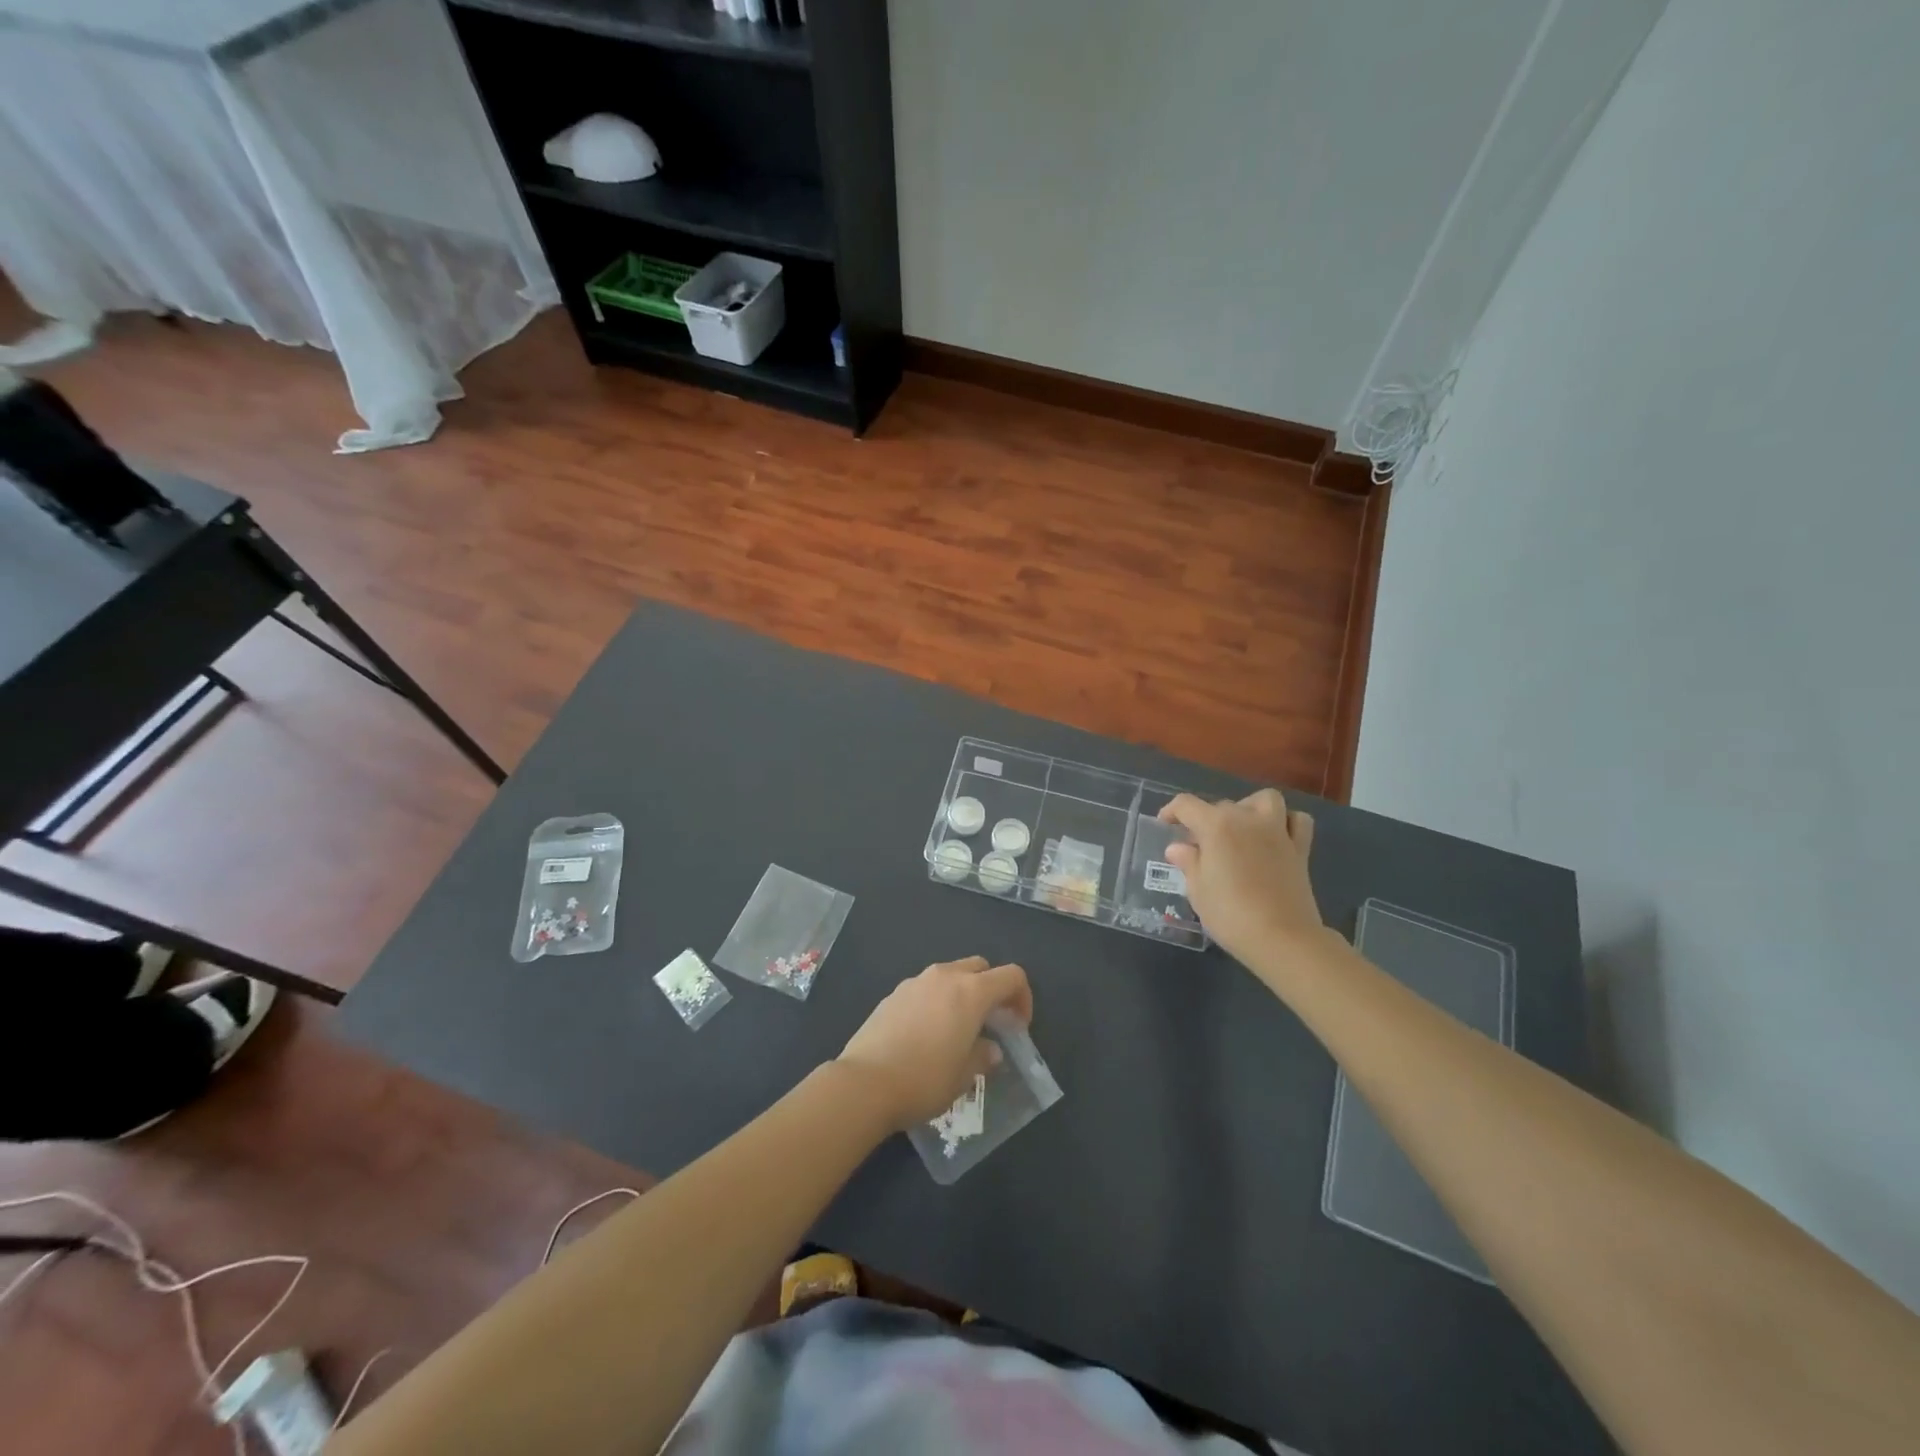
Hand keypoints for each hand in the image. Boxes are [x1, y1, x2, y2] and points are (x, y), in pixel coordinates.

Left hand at [837, 957, 1032, 1129]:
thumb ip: (983, 1057)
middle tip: (991, 1023)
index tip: (1018, 1026)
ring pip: (950, 975)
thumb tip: (990, 1049)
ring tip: (957, 1030)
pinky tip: (926, 1035)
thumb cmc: (924, 1080)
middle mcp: (944, 977)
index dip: (1023, 997)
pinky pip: (925, 988)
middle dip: (991, 989)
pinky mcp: (892, 994)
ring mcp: (915, 982)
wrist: (864, 1083)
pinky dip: (935, 1001)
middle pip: (980, 967)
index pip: (1011, 976)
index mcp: (971, 992)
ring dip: (962, 993)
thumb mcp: (964, 1076)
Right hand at [1159, 788, 1324, 966]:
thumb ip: (1188, 863)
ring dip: (1250, 808)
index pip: (1186, 805)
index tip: (1165, 824)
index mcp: (1216, 826)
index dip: (1171, 811)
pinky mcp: (1300, 849)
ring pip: (1265, 800)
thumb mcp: (1198, 891)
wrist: (1282, 939)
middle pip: (1222, 805)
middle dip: (1207, 820)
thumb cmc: (1231, 914)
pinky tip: (1275, 837)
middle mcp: (1247, 819)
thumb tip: (1178, 848)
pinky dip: (1286, 822)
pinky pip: (1296, 821)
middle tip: (1200, 846)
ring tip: (1241, 829)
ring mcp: (1277, 831)